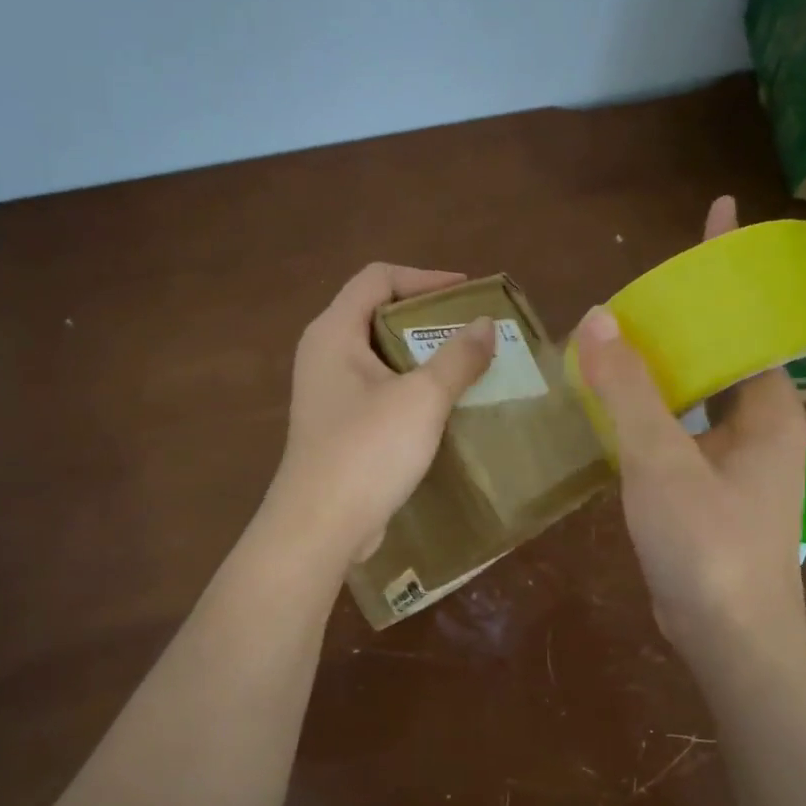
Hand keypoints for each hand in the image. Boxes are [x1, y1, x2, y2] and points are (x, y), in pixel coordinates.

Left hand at [267, 263, 495, 563]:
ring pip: (380, 355)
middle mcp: (324, 354)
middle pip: (377, 313)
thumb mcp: (422, 399)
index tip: (468, 293)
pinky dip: (410, 386)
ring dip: (422, 355)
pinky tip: (442, 405)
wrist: (320, 527)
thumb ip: (457, 357)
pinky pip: (378, 389)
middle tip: (472, 330)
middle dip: (428, 317)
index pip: (377, 278)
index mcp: (334, 333)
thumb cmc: (368, 451)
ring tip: (466, 365)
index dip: (425, 278)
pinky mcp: (337, 425)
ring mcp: (328, 392)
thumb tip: (485, 326)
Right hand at [574, 197, 805, 657]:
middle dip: (690, 310)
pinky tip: (616, 397)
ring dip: (665, 360)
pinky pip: (682, 425)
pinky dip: (653, 404)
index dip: (733, 265)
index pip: (752, 316)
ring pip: (698, 390)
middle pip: (723, 347)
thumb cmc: (707, 545)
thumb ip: (630, 391)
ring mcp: (737, 458)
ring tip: (619, 329)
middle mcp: (761, 424)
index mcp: (769, 407)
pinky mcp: (710, 486)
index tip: (721, 213)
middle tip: (641, 279)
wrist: (727, 637)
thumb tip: (597, 320)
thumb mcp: (661, 462)